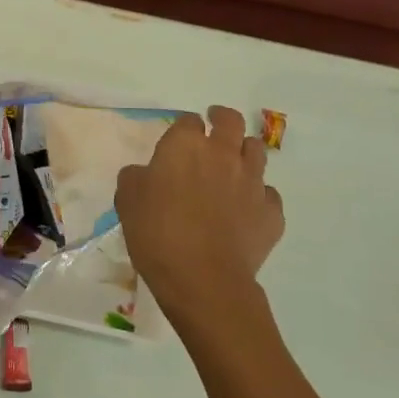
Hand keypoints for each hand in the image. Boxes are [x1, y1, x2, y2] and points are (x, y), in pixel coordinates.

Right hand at [114, 106, 283, 334]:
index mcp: (185, 145)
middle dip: (223, 119)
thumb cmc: (157, 233)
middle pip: (232, 121)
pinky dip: (258, 196)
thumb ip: (136, 177)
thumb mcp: (127, 199)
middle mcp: (223, 154)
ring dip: (244, 152)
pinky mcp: (271, 212)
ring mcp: (252, 181)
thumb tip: (146, 174)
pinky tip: (246, 209)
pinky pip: (269, 194)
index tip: (179, 138)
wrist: (203, 278)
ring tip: (234, 165)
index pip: (188, 120)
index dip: (184, 128)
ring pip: (257, 150)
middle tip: (215, 126)